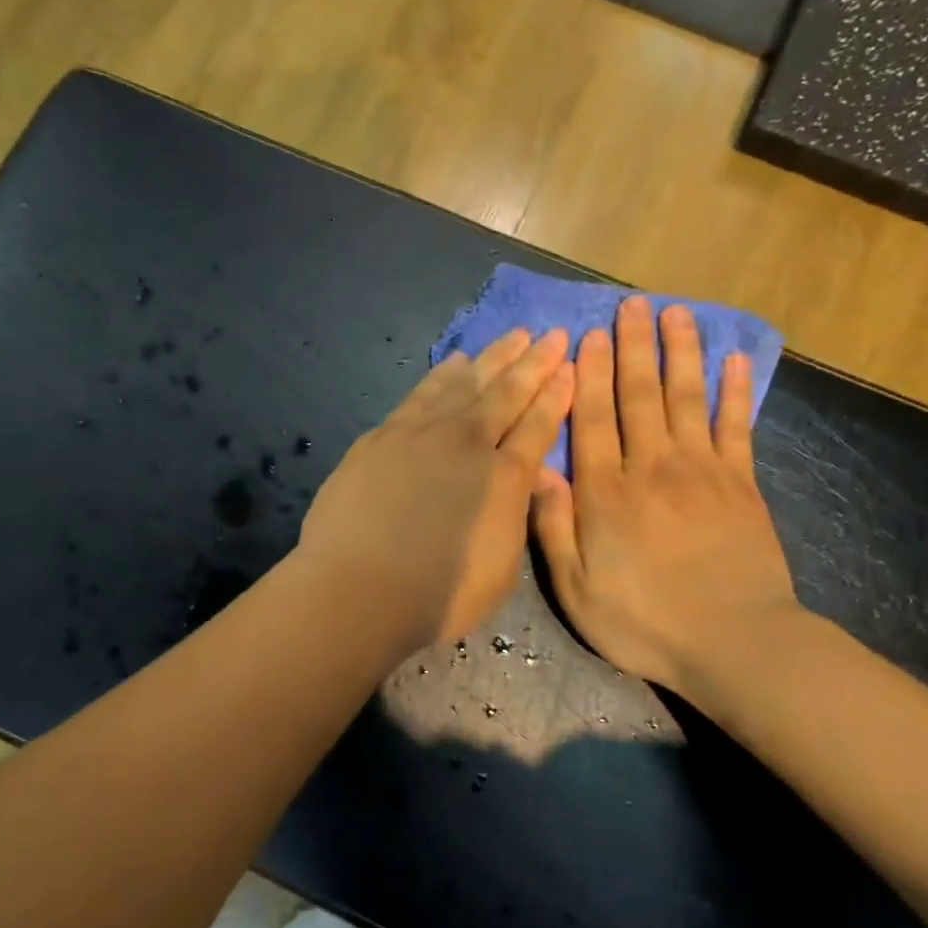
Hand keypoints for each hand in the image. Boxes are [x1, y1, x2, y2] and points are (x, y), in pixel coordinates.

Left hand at [298, 328, 573, 649]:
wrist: (357, 588)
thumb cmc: (436, 594)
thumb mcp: (501, 568)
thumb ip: (518, 514)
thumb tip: (534, 475)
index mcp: (504, 477)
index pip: (538, 425)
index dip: (556, 394)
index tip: (570, 366)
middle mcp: (466, 443)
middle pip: (506, 393)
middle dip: (533, 362)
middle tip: (551, 333)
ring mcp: (421, 433)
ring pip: (464, 383)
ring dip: (492, 357)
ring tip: (513, 336)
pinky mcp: (383, 435)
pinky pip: (422, 393)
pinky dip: (443, 374)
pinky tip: (455, 361)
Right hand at [532, 297, 800, 693]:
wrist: (736, 645)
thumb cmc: (645, 621)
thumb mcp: (577, 589)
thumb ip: (554, 527)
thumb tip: (538, 470)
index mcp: (606, 492)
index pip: (593, 418)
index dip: (588, 374)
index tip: (587, 335)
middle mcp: (651, 467)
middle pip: (639, 395)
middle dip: (633, 346)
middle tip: (631, 304)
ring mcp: (702, 471)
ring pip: (686, 398)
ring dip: (680, 352)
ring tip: (676, 313)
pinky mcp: (741, 484)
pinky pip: (736, 427)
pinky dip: (735, 391)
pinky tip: (733, 360)